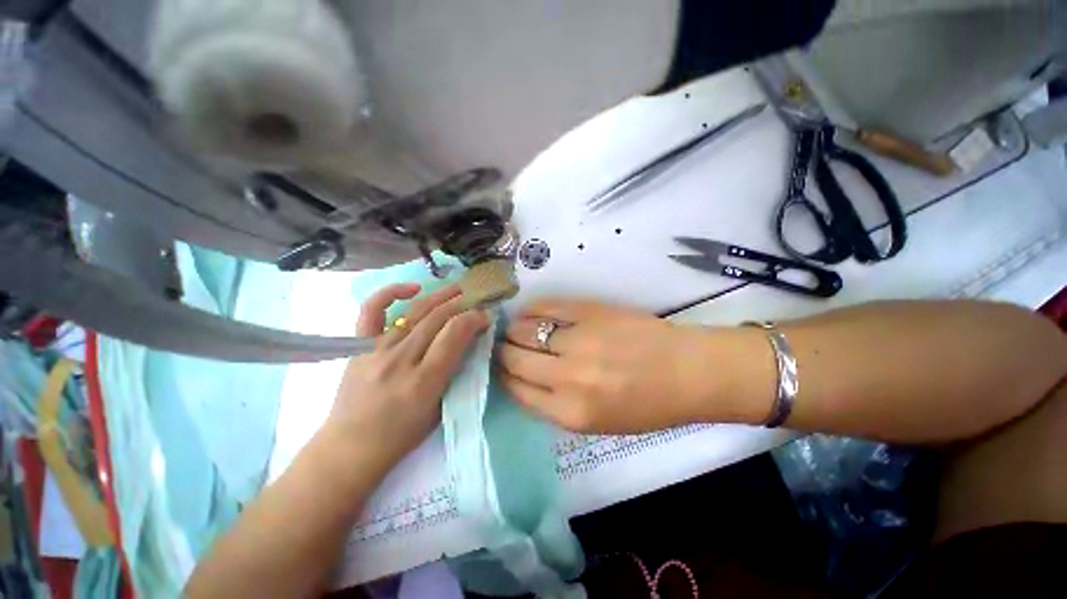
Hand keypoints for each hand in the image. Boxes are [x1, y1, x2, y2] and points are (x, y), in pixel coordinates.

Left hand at [326, 283, 488, 465]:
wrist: (349, 449)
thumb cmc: (401, 435)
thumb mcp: (440, 408)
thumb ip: (454, 372)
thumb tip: (468, 341)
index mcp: (424, 381)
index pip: (455, 334)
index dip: (474, 318)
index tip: (485, 317)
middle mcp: (400, 360)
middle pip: (438, 318)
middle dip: (463, 304)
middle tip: (476, 300)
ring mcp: (376, 350)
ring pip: (414, 311)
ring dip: (440, 295)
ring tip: (457, 288)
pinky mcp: (359, 346)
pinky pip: (372, 310)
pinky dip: (391, 293)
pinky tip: (412, 288)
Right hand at [497, 300, 716, 433]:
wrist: (687, 371)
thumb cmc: (646, 406)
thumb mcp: (596, 424)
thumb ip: (555, 405)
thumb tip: (523, 379)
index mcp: (570, 412)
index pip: (516, 390)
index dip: (502, 376)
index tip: (500, 368)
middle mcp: (567, 376)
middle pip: (513, 358)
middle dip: (502, 352)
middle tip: (502, 346)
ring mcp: (578, 339)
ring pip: (524, 330)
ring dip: (514, 330)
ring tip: (515, 329)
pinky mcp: (589, 311)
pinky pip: (546, 307)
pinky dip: (532, 310)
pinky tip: (529, 313)